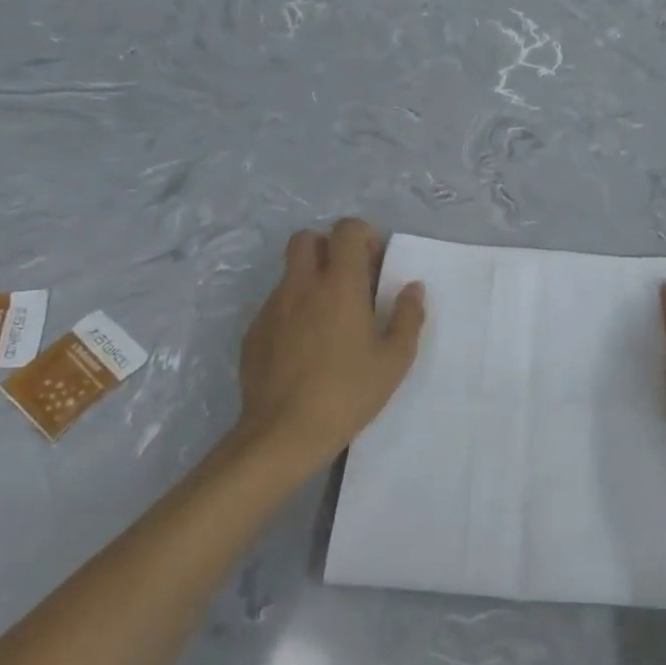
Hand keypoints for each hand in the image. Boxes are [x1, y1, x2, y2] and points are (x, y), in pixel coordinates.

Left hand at [235, 219, 424, 468]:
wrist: (283, 434)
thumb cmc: (348, 392)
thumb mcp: (394, 359)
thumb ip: (408, 316)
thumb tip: (412, 288)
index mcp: (340, 284)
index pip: (346, 230)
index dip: (362, 236)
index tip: (374, 264)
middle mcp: (302, 285)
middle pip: (306, 238)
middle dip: (328, 248)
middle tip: (348, 280)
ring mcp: (272, 308)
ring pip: (290, 273)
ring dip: (311, 281)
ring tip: (329, 320)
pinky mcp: (253, 332)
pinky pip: (276, 305)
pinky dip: (293, 311)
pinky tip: (305, 347)